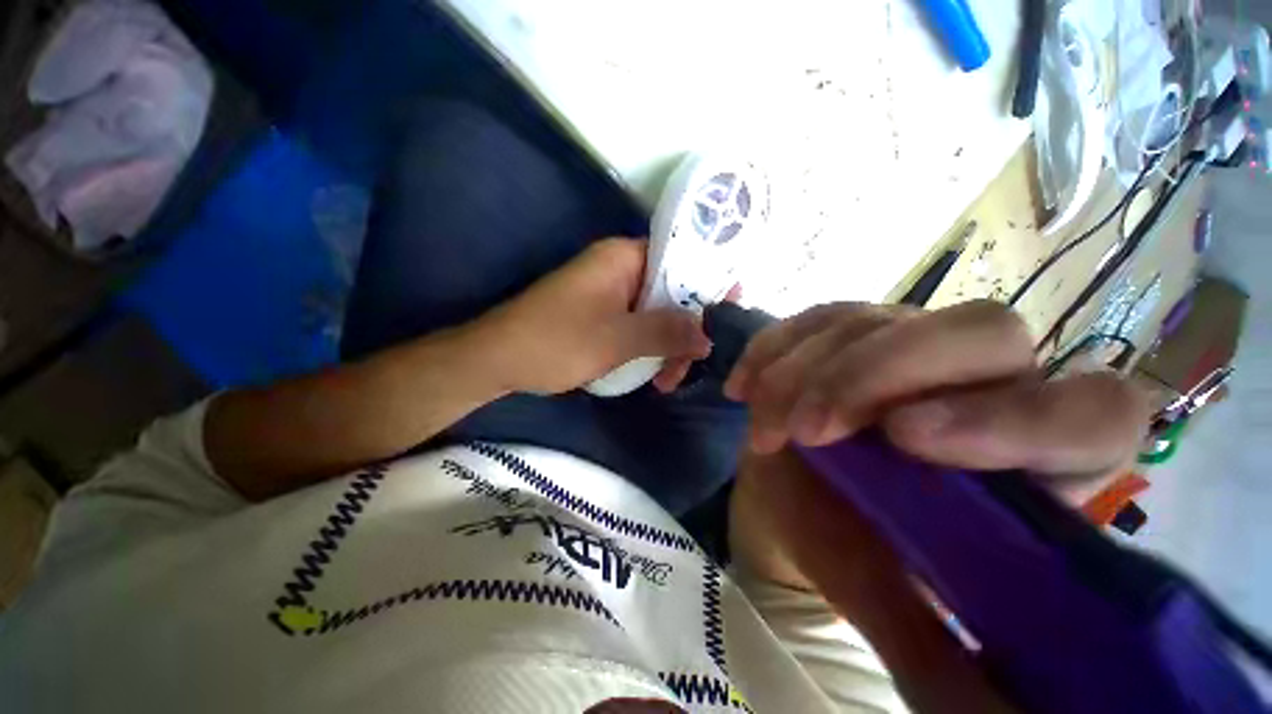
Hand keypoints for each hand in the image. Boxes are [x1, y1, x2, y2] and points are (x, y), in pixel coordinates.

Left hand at [474, 238, 711, 394]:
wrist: (497, 360)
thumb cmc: (556, 342)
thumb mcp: (618, 339)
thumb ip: (667, 331)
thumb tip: (710, 333)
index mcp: (624, 258)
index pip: (681, 259)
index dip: (708, 284)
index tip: (729, 314)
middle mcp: (620, 269)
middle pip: (671, 292)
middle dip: (685, 329)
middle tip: (690, 366)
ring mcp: (610, 293)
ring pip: (655, 314)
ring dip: (667, 346)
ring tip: (667, 382)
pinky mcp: (601, 315)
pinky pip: (637, 326)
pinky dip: (648, 348)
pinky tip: (652, 374)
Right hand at [726, 300, 1149, 712]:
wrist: (787, 491)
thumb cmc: (840, 544)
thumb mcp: (882, 594)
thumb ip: (934, 649)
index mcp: (1030, 457)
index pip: (1093, 413)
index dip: (1016, 419)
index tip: (904, 441)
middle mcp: (985, 379)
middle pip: (982, 331)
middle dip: (875, 376)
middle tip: (806, 431)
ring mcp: (908, 339)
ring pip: (873, 321)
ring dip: (801, 375)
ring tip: (761, 429)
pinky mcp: (847, 328)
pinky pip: (813, 318)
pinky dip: (769, 350)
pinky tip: (743, 388)